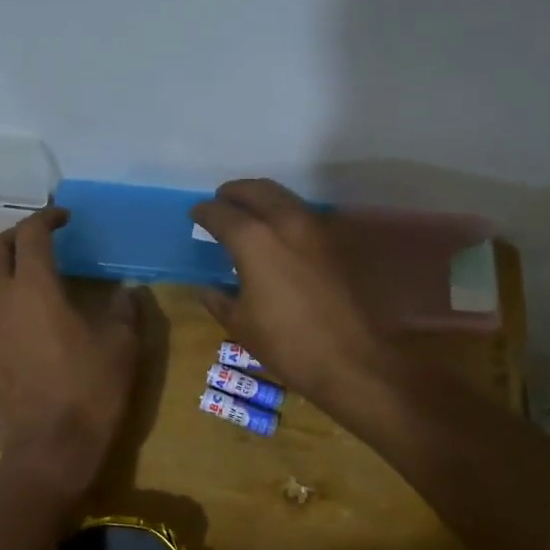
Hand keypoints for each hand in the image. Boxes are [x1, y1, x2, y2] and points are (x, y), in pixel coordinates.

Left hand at [0, 208, 141, 501]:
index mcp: (36, 286)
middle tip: (37, 247)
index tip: (63, 219)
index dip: (47, 217)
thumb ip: (125, 309)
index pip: (32, 232)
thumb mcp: (123, 345)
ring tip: (4, 282)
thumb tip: (126, 291)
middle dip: (16, 239)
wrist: (50, 449)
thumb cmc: (91, 391)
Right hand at [190, 179, 392, 403]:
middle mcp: (286, 222)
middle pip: (256, 190)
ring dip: (264, 199)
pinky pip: (306, 216)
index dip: (204, 212)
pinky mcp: (339, 242)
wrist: (354, 360)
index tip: (196, 214)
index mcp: (254, 240)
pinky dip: (287, 216)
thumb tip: (207, 288)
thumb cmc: (288, 344)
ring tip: (250, 215)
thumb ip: (219, 299)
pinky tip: (281, 235)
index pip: (220, 213)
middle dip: (235, 192)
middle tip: (222, 201)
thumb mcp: (241, 325)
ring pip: (285, 198)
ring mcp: (318, 229)